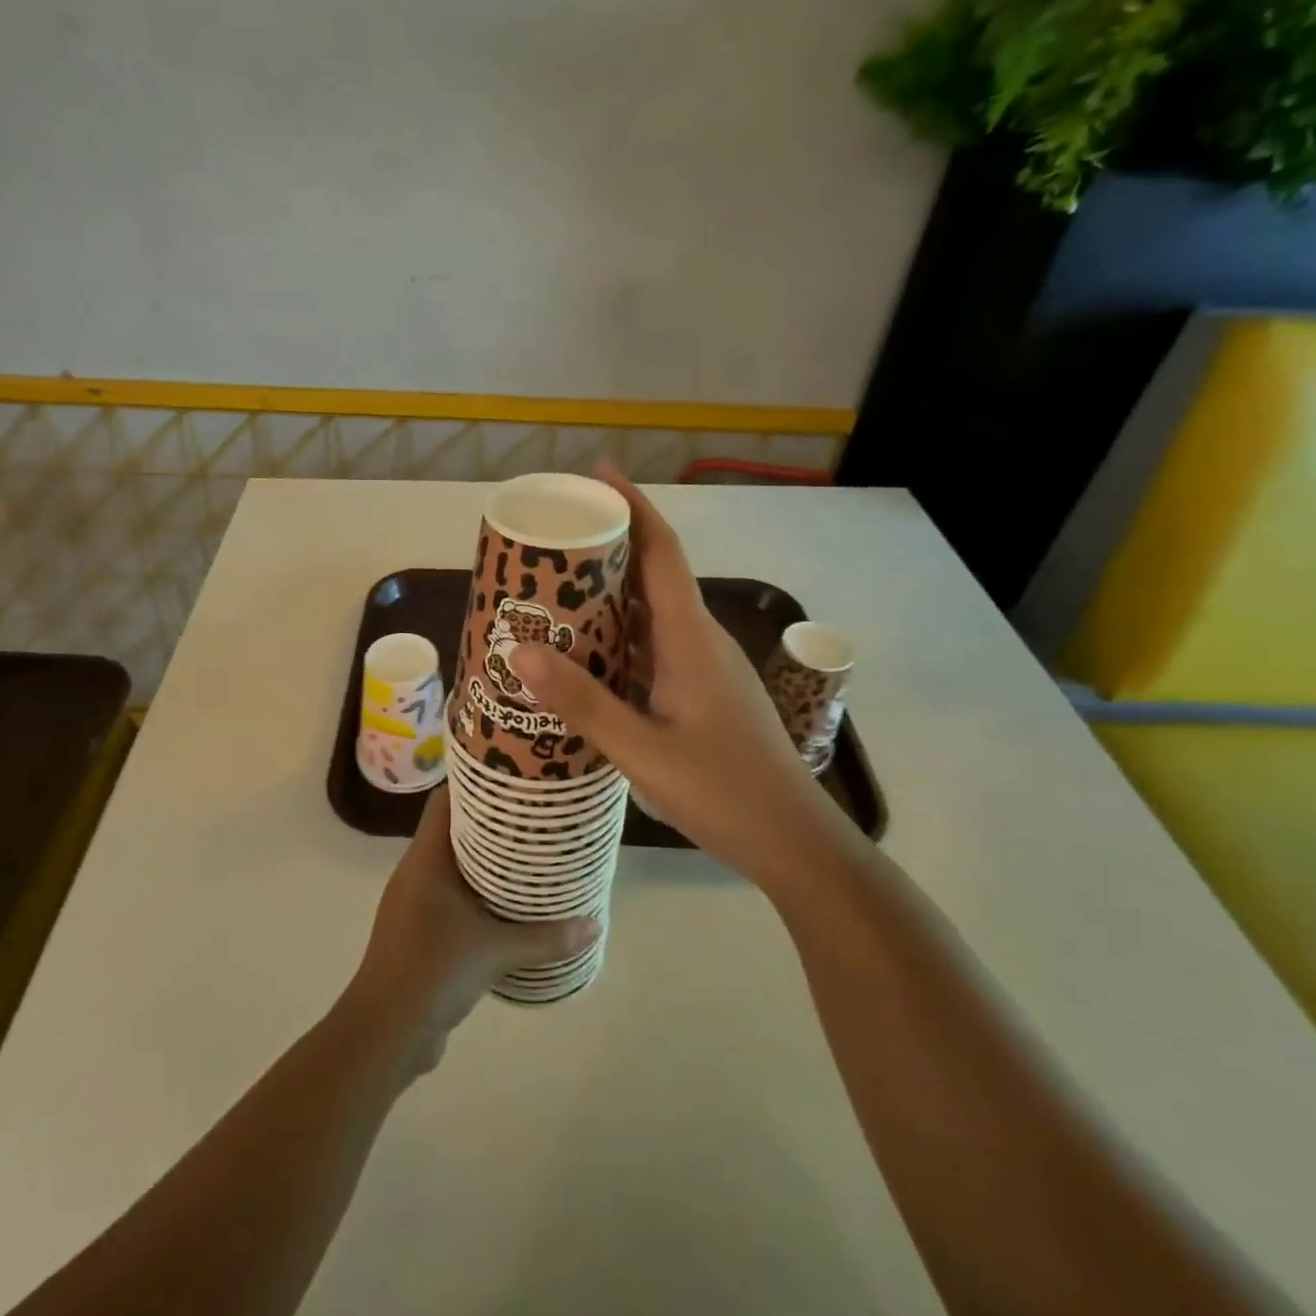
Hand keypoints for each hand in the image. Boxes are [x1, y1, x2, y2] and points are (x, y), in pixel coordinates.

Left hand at [346, 789, 597, 1075]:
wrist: (386, 1031)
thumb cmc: (434, 969)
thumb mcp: (496, 951)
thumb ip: (546, 938)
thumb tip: (594, 925)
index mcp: (425, 859)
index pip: (444, 801)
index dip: (473, 783)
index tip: (511, 777)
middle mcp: (416, 872)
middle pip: (453, 830)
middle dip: (490, 823)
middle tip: (532, 817)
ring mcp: (414, 903)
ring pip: (453, 866)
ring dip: (485, 862)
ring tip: (528, 856)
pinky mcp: (420, 931)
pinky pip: (451, 898)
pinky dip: (477, 894)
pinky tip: (508, 906)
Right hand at [506, 464, 829, 887]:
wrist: (794, 841)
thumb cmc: (725, 791)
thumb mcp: (643, 751)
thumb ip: (583, 703)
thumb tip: (521, 652)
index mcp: (690, 638)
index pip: (661, 552)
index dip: (632, 507)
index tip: (596, 474)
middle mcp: (698, 640)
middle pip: (652, 575)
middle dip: (607, 547)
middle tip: (550, 541)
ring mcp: (702, 667)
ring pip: (650, 614)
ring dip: (609, 595)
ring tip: (553, 592)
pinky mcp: (700, 693)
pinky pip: (652, 648)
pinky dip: (618, 638)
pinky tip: (585, 656)